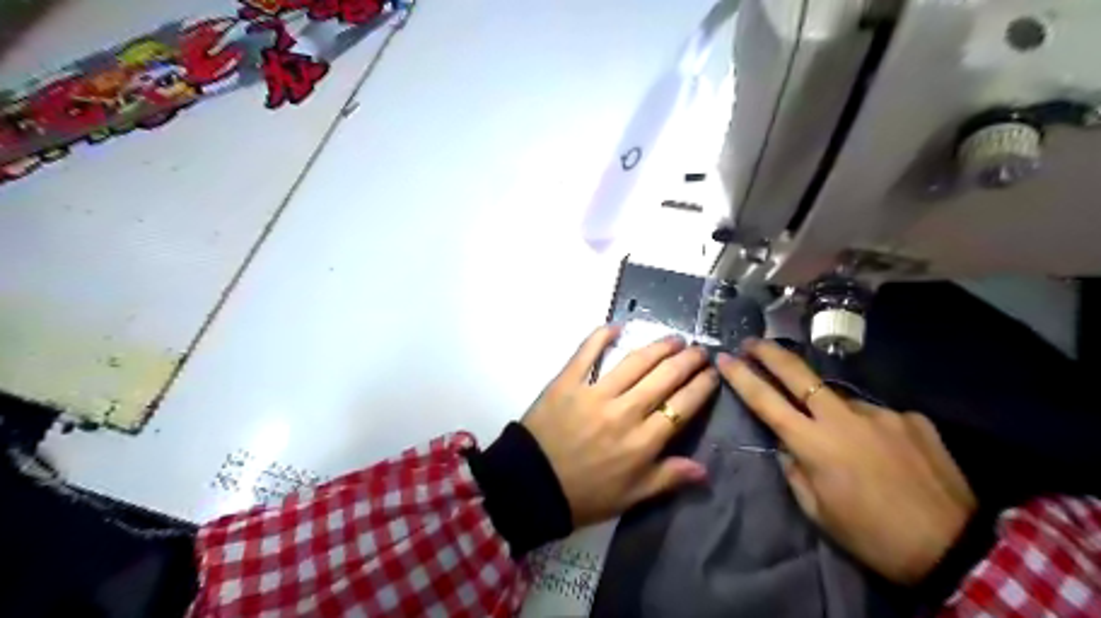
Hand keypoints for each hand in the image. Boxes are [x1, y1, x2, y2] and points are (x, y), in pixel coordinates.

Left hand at [522, 326, 719, 528]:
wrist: (530, 485)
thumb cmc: (583, 495)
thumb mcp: (630, 497)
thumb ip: (667, 478)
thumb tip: (704, 469)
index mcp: (643, 442)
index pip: (682, 407)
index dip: (702, 387)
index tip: (712, 374)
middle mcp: (625, 411)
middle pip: (665, 377)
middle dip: (687, 361)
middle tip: (698, 350)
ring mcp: (595, 393)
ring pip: (635, 362)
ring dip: (658, 347)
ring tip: (674, 339)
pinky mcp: (568, 382)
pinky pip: (587, 353)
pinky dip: (601, 337)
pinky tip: (616, 326)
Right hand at [719, 341, 975, 582]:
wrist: (953, 548)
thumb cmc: (872, 535)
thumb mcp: (817, 511)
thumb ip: (794, 470)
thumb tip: (786, 445)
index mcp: (814, 444)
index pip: (766, 401)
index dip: (741, 377)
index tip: (724, 358)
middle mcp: (842, 418)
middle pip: (798, 373)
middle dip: (769, 353)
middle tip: (751, 342)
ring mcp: (879, 413)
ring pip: (839, 399)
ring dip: (829, 410)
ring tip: (846, 445)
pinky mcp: (911, 417)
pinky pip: (876, 416)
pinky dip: (868, 429)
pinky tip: (883, 454)